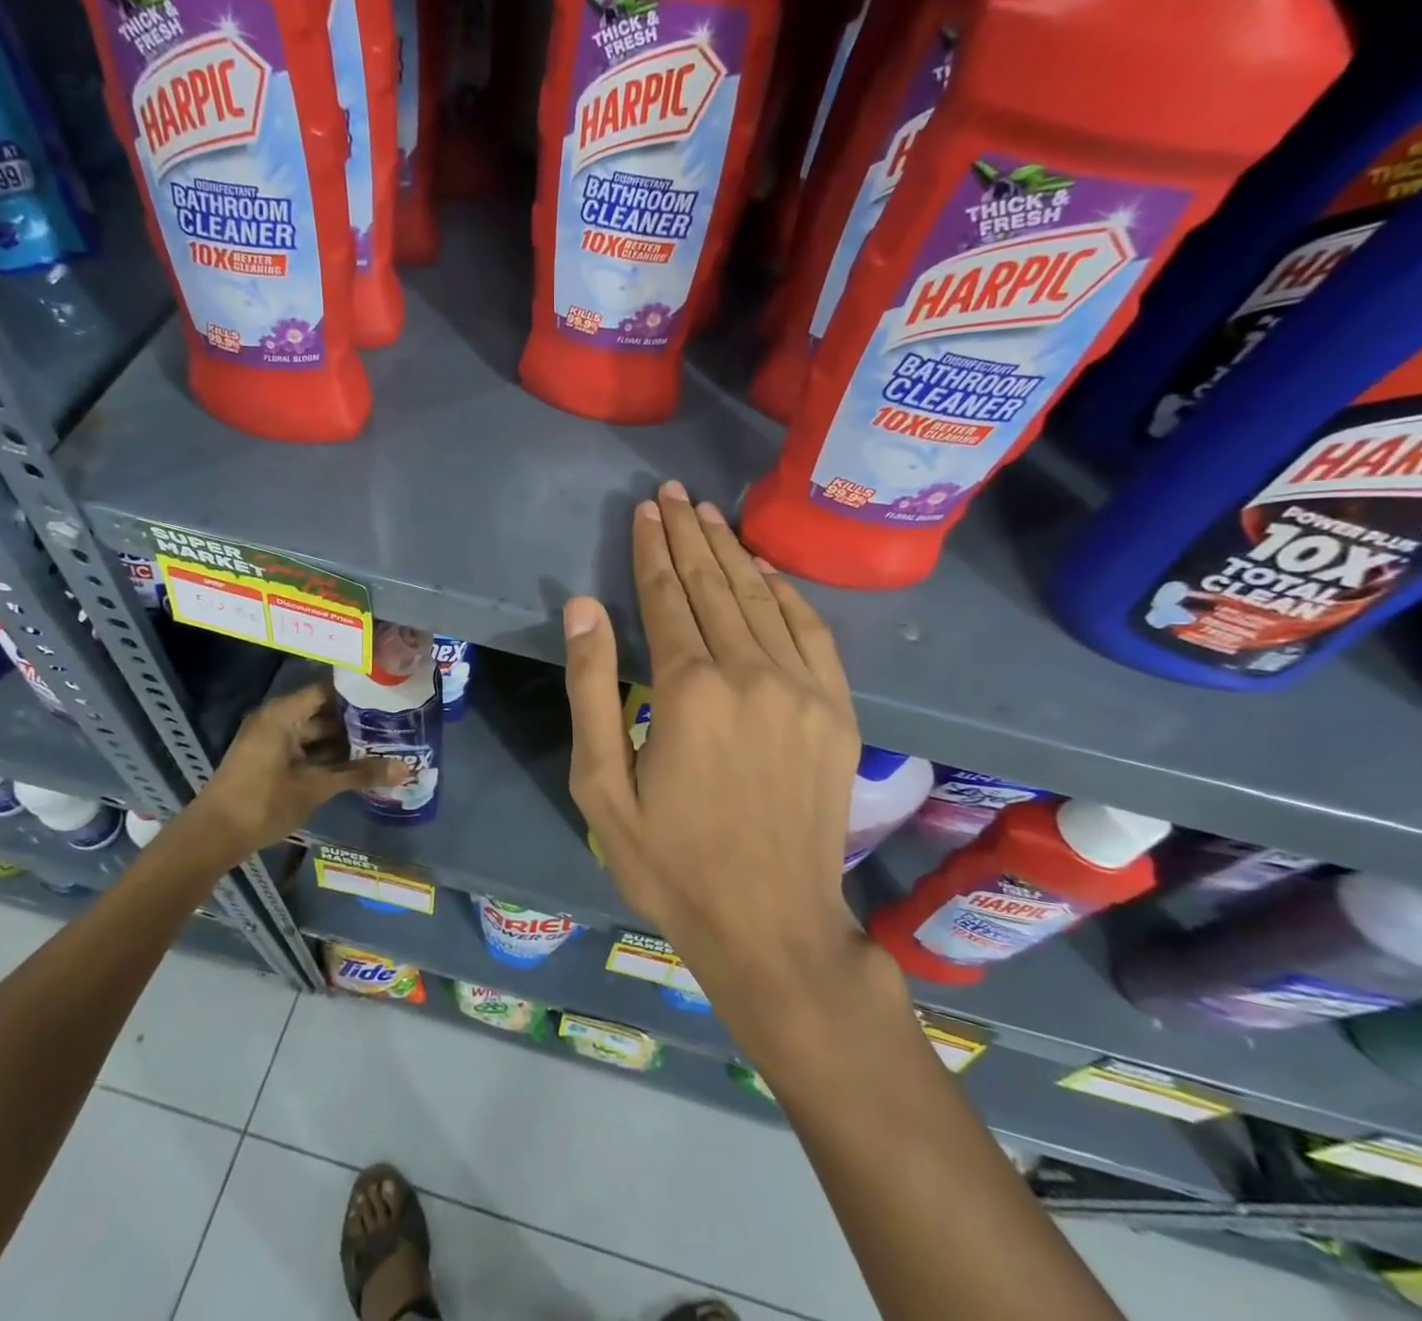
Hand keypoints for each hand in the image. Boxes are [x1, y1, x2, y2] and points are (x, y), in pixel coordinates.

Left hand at [178, 681, 406, 864]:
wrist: (213, 837)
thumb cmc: (264, 802)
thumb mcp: (316, 787)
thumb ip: (360, 774)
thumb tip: (406, 770)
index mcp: (284, 713)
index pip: (329, 689)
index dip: (359, 692)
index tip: (390, 694)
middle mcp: (277, 719)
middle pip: (324, 711)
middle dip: (357, 720)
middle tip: (395, 721)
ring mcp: (272, 740)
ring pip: (316, 733)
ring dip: (344, 740)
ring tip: (384, 742)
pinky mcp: (270, 760)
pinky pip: (305, 748)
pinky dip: (328, 755)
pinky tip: (357, 764)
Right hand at [563, 481, 865, 998]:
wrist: (772, 926)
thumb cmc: (670, 862)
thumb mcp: (602, 787)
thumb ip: (592, 689)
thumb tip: (583, 607)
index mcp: (689, 690)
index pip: (666, 598)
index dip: (651, 551)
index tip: (644, 511)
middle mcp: (750, 673)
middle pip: (714, 587)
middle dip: (688, 536)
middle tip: (673, 494)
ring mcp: (803, 689)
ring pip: (761, 600)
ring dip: (731, 553)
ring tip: (709, 515)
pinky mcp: (837, 711)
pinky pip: (812, 632)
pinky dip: (786, 593)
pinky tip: (765, 570)